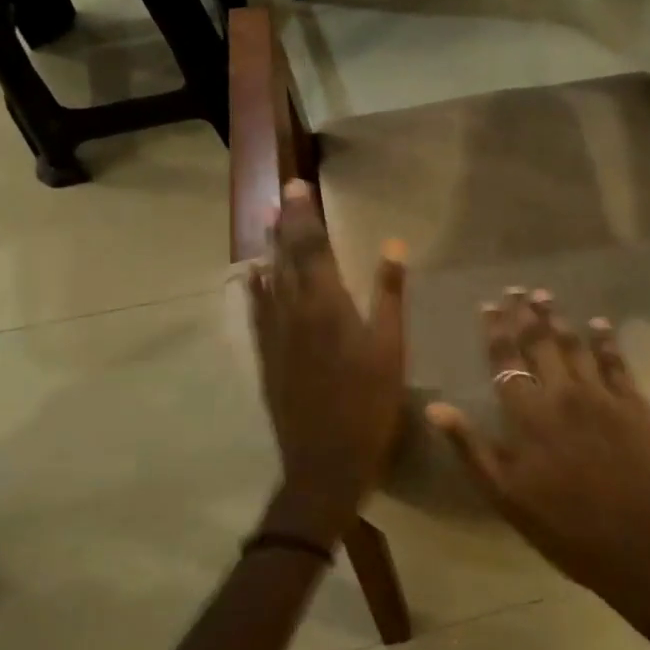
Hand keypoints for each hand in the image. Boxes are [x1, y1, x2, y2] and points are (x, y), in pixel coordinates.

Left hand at [249, 180, 407, 546]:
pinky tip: (256, 277)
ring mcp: (274, 335)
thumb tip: (393, 245)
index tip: (299, 186)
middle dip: (284, 223)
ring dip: (268, 247)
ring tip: (267, 222)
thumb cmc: (369, 403)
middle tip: (282, 195)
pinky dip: (257, 285)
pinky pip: (257, 309)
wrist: (323, 462)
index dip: (305, 215)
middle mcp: (292, 311)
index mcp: (326, 304)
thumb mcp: (391, 347)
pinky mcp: (266, 356)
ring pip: (267, 279)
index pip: (311, 247)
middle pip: (284, 257)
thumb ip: (389, 294)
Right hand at [428, 289, 649, 648]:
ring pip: (575, 344)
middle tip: (517, 289)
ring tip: (546, 295)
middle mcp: (562, 392)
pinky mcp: (634, 402)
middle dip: (526, 313)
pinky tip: (598, 323)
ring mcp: (601, 394)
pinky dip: (605, 338)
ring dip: (559, 318)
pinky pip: (616, 360)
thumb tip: (436, 407)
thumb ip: (470, 446)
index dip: (496, 330)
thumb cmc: (563, 525)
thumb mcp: (504, 494)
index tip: (489, 305)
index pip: (506, 360)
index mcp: (528, 414)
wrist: (637, 541)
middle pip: (540, 342)